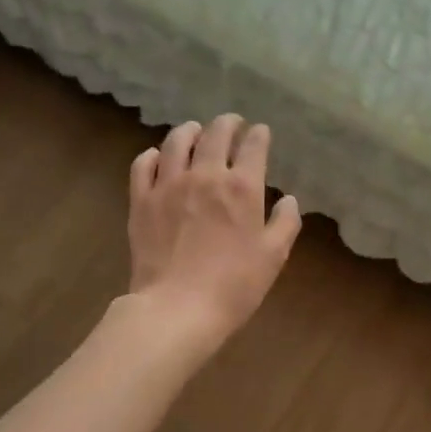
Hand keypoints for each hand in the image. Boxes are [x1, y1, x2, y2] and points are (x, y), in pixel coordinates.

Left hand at [128, 115, 301, 348]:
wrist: (177, 308)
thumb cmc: (234, 285)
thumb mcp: (273, 257)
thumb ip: (285, 223)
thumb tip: (288, 199)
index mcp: (242, 187)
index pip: (253, 146)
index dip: (259, 135)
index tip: (261, 132)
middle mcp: (205, 175)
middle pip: (215, 134)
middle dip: (228, 124)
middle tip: (232, 124)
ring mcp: (169, 185)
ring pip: (177, 142)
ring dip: (190, 131)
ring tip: (195, 131)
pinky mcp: (142, 200)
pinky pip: (143, 164)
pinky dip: (153, 155)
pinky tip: (158, 157)